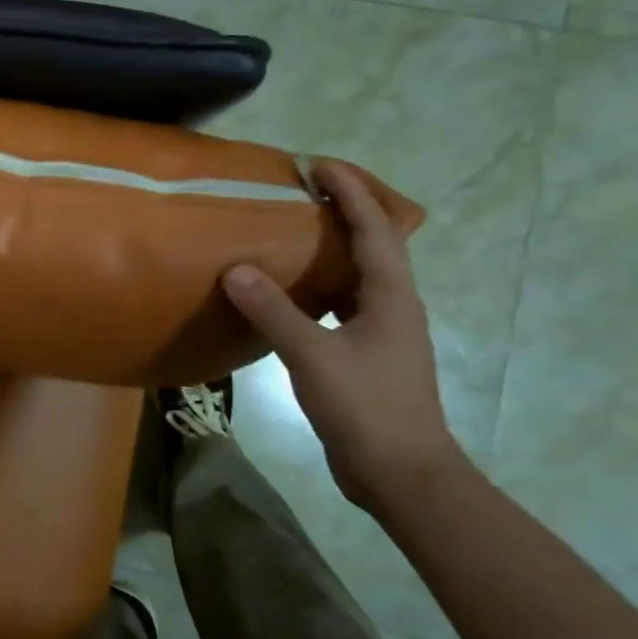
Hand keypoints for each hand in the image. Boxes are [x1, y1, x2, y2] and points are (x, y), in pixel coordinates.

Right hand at [219, 159, 462, 510]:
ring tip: (290, 232)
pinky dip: (317, 287)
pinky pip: (340, 304)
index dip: (352, 192)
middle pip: (374, 245)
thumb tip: (235, 269)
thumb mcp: (313, 356)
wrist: (401, 474)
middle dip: (345, 212)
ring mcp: (381, 333)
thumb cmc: (367, 408)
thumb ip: (273, 312)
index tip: (320, 164)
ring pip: (357, 276)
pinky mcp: (364, 355)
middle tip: (302, 191)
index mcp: (392, 298)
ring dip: (331, 249)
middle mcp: (393, 307)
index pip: (376, 230)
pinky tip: (287, 293)